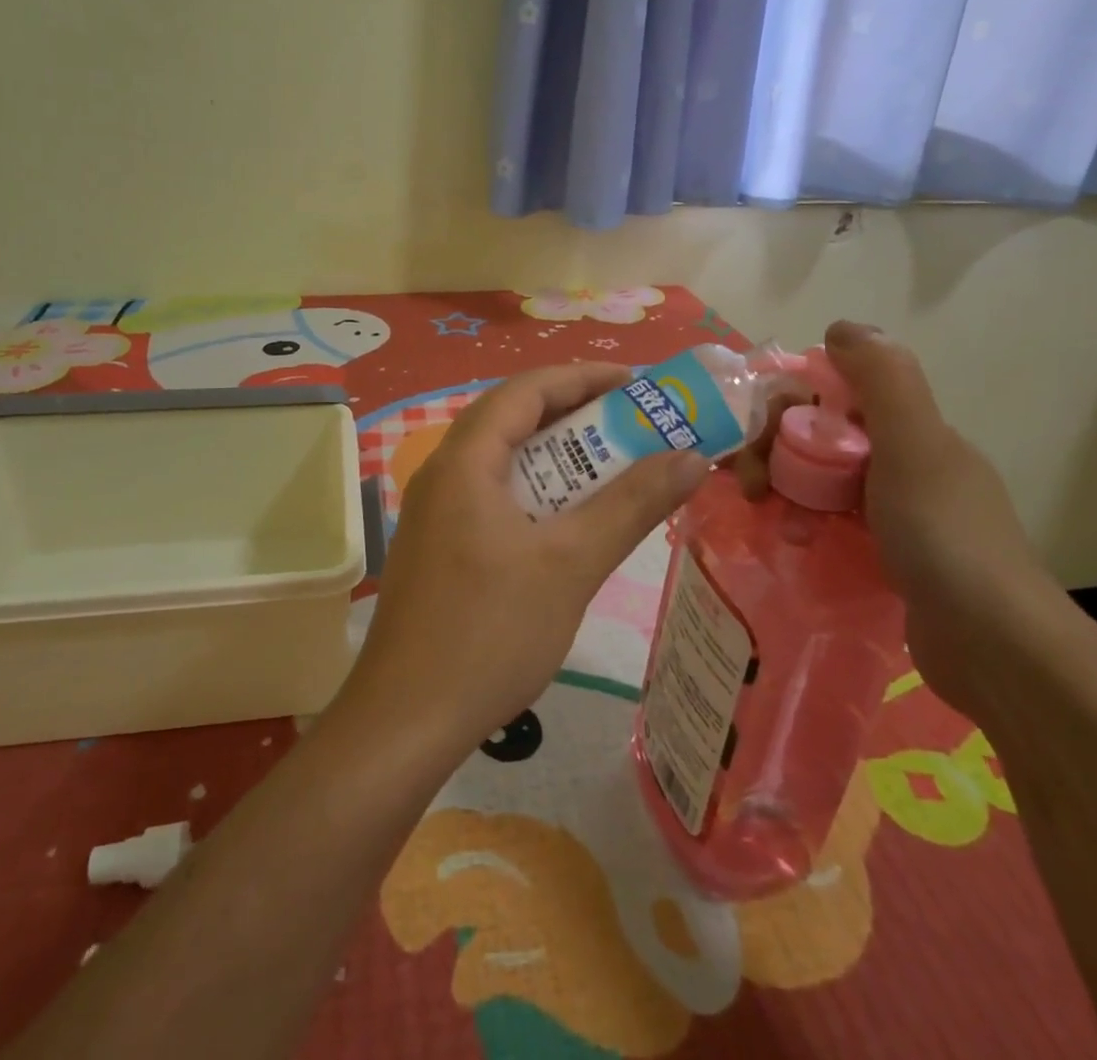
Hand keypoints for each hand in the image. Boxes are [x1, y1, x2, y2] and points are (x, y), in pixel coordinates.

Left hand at [340, 363, 710, 758]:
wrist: (406, 719)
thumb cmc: (490, 632)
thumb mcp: (571, 564)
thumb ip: (631, 505)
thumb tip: (690, 459)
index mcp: (464, 461)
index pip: (525, 390)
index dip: (583, 377)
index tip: (637, 384)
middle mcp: (442, 473)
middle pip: (512, 419)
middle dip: (575, 415)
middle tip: (633, 425)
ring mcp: (434, 511)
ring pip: (502, 461)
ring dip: (556, 457)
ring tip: (611, 468)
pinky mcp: (437, 545)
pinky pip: (492, 495)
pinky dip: (535, 492)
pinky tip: (566, 523)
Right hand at [735, 321, 1062, 718]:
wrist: (994, 646)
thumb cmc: (944, 535)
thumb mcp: (913, 445)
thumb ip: (882, 379)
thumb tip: (841, 326)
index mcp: (911, 431)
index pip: (833, 394)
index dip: (788, 405)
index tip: (758, 435)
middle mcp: (904, 463)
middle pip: (819, 437)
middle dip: (775, 451)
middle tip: (750, 485)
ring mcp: (897, 512)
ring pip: (820, 481)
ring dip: (784, 490)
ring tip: (767, 518)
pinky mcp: (887, 556)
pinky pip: (830, 522)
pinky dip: (804, 524)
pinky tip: (791, 542)